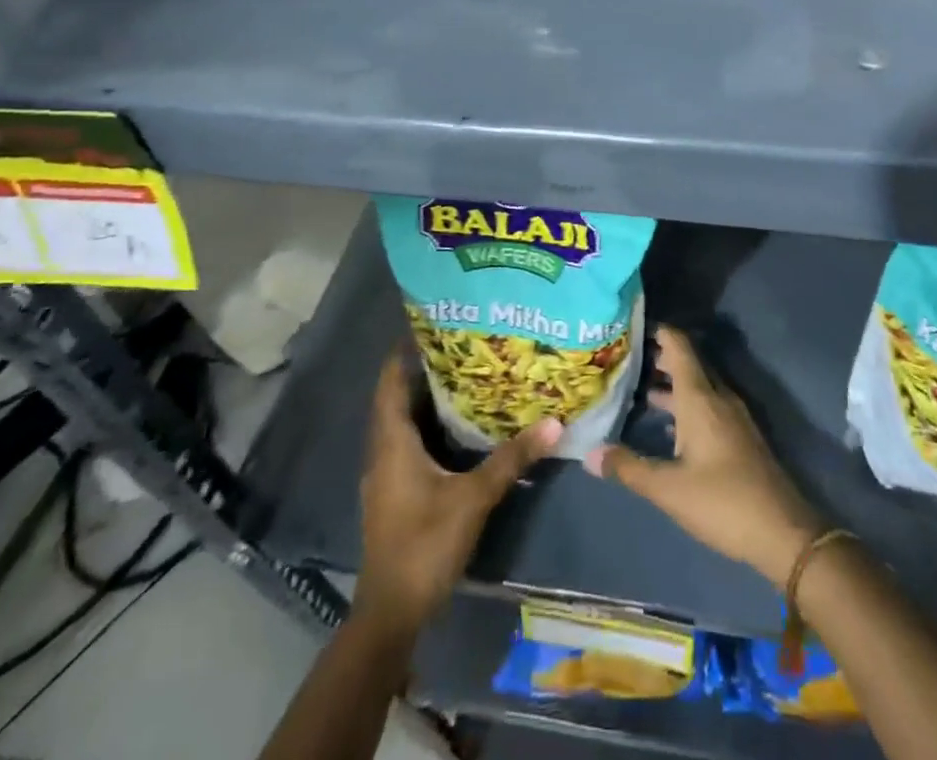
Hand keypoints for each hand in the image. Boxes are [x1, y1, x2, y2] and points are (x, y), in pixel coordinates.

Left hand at [355, 355, 559, 634]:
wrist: (391, 613)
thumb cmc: (425, 545)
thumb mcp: (473, 499)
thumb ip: (511, 459)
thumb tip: (553, 422)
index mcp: (392, 443)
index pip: (390, 382)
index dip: (404, 351)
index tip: (433, 323)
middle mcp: (383, 451)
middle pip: (397, 398)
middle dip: (424, 370)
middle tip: (463, 343)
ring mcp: (386, 475)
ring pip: (403, 422)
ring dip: (426, 399)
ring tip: (464, 374)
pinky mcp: (394, 493)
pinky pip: (408, 444)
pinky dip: (428, 426)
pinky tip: (457, 426)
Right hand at [584, 326, 822, 588]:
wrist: (783, 533)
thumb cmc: (723, 502)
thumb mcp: (669, 489)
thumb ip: (629, 468)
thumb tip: (590, 452)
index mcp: (701, 398)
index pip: (679, 347)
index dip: (658, 331)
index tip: (631, 325)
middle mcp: (718, 398)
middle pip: (688, 364)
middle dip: (659, 357)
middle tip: (625, 357)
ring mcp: (732, 417)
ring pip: (698, 387)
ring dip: (671, 383)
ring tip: (639, 387)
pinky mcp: (739, 438)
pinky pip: (707, 406)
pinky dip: (684, 405)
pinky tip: (668, 425)